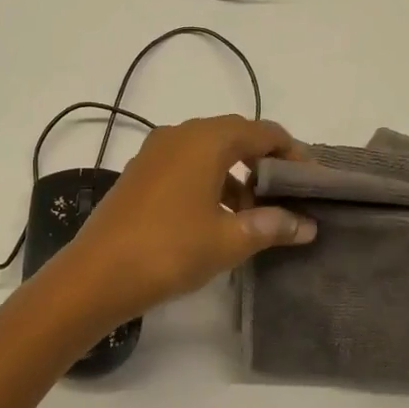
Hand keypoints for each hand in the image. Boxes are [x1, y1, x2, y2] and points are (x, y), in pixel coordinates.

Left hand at [49, 115, 315, 327]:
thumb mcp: (229, 240)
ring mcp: (153, 154)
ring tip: (252, 214)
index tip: (310, 182)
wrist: (97, 275)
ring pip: (207, 153)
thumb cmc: (170, 250)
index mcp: (205, 140)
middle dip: (263, 163)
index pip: (262, 132)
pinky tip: (216, 218)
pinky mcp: (138, 175)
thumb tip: (306, 225)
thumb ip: (272, 226)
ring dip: (235, 176)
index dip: (292, 153)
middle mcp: (178, 136)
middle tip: (286, 196)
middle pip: (234, 137)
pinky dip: (208, 183)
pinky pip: (184, 167)